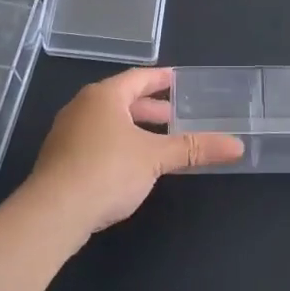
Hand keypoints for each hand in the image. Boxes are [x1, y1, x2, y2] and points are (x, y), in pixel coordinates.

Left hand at [21, 68, 243, 243]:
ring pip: (107, 122)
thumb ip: (194, 149)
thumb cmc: (106, 171)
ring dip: (133, 127)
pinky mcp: (60, 158)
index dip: (160, 79)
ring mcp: (67, 132)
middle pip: (121, 99)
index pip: (138, 78)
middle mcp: (82, 106)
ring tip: (157, 141)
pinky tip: (130, 164)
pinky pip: (95, 140)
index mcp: (104, 96)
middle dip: (149, 108)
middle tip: (175, 115)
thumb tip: (237, 145)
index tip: (178, 80)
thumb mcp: (155, 158)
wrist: (53, 212)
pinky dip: (117, 143)